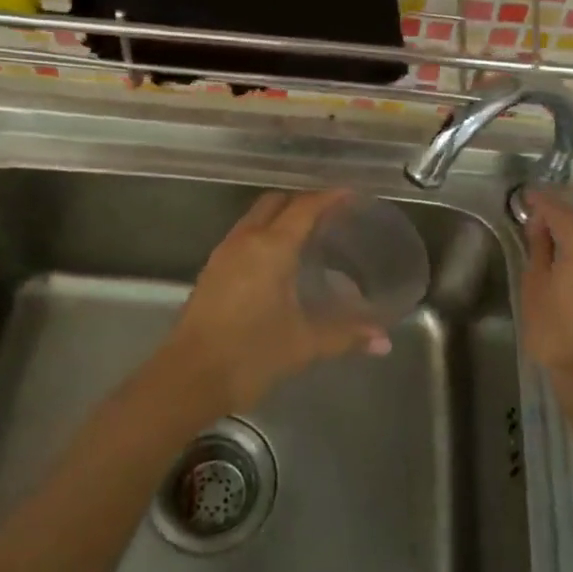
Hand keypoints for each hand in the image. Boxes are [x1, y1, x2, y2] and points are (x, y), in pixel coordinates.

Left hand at [161, 190, 385, 412]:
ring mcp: (224, 253)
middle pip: (275, 202)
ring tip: (307, 234)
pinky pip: (243, 236)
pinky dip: (263, 234)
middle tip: (331, 214)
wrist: (189, 377)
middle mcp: (245, 240)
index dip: (329, 197)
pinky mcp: (211, 271)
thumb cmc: (250, 354)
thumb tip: (383, 340)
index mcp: (271, 247)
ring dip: (280, 217)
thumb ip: (346, 334)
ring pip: (255, 217)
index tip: (351, 194)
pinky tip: (277, 261)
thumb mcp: (304, 343)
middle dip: (302, 201)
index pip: (304, 207)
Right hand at [521, 191, 572, 384]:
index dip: (538, 201)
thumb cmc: (554, 327)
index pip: (557, 209)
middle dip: (555, 221)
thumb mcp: (534, 283)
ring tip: (547, 247)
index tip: (523, 196)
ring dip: (571, 239)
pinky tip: (567, 265)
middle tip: (530, 226)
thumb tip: (540, 225)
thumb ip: (538, 246)